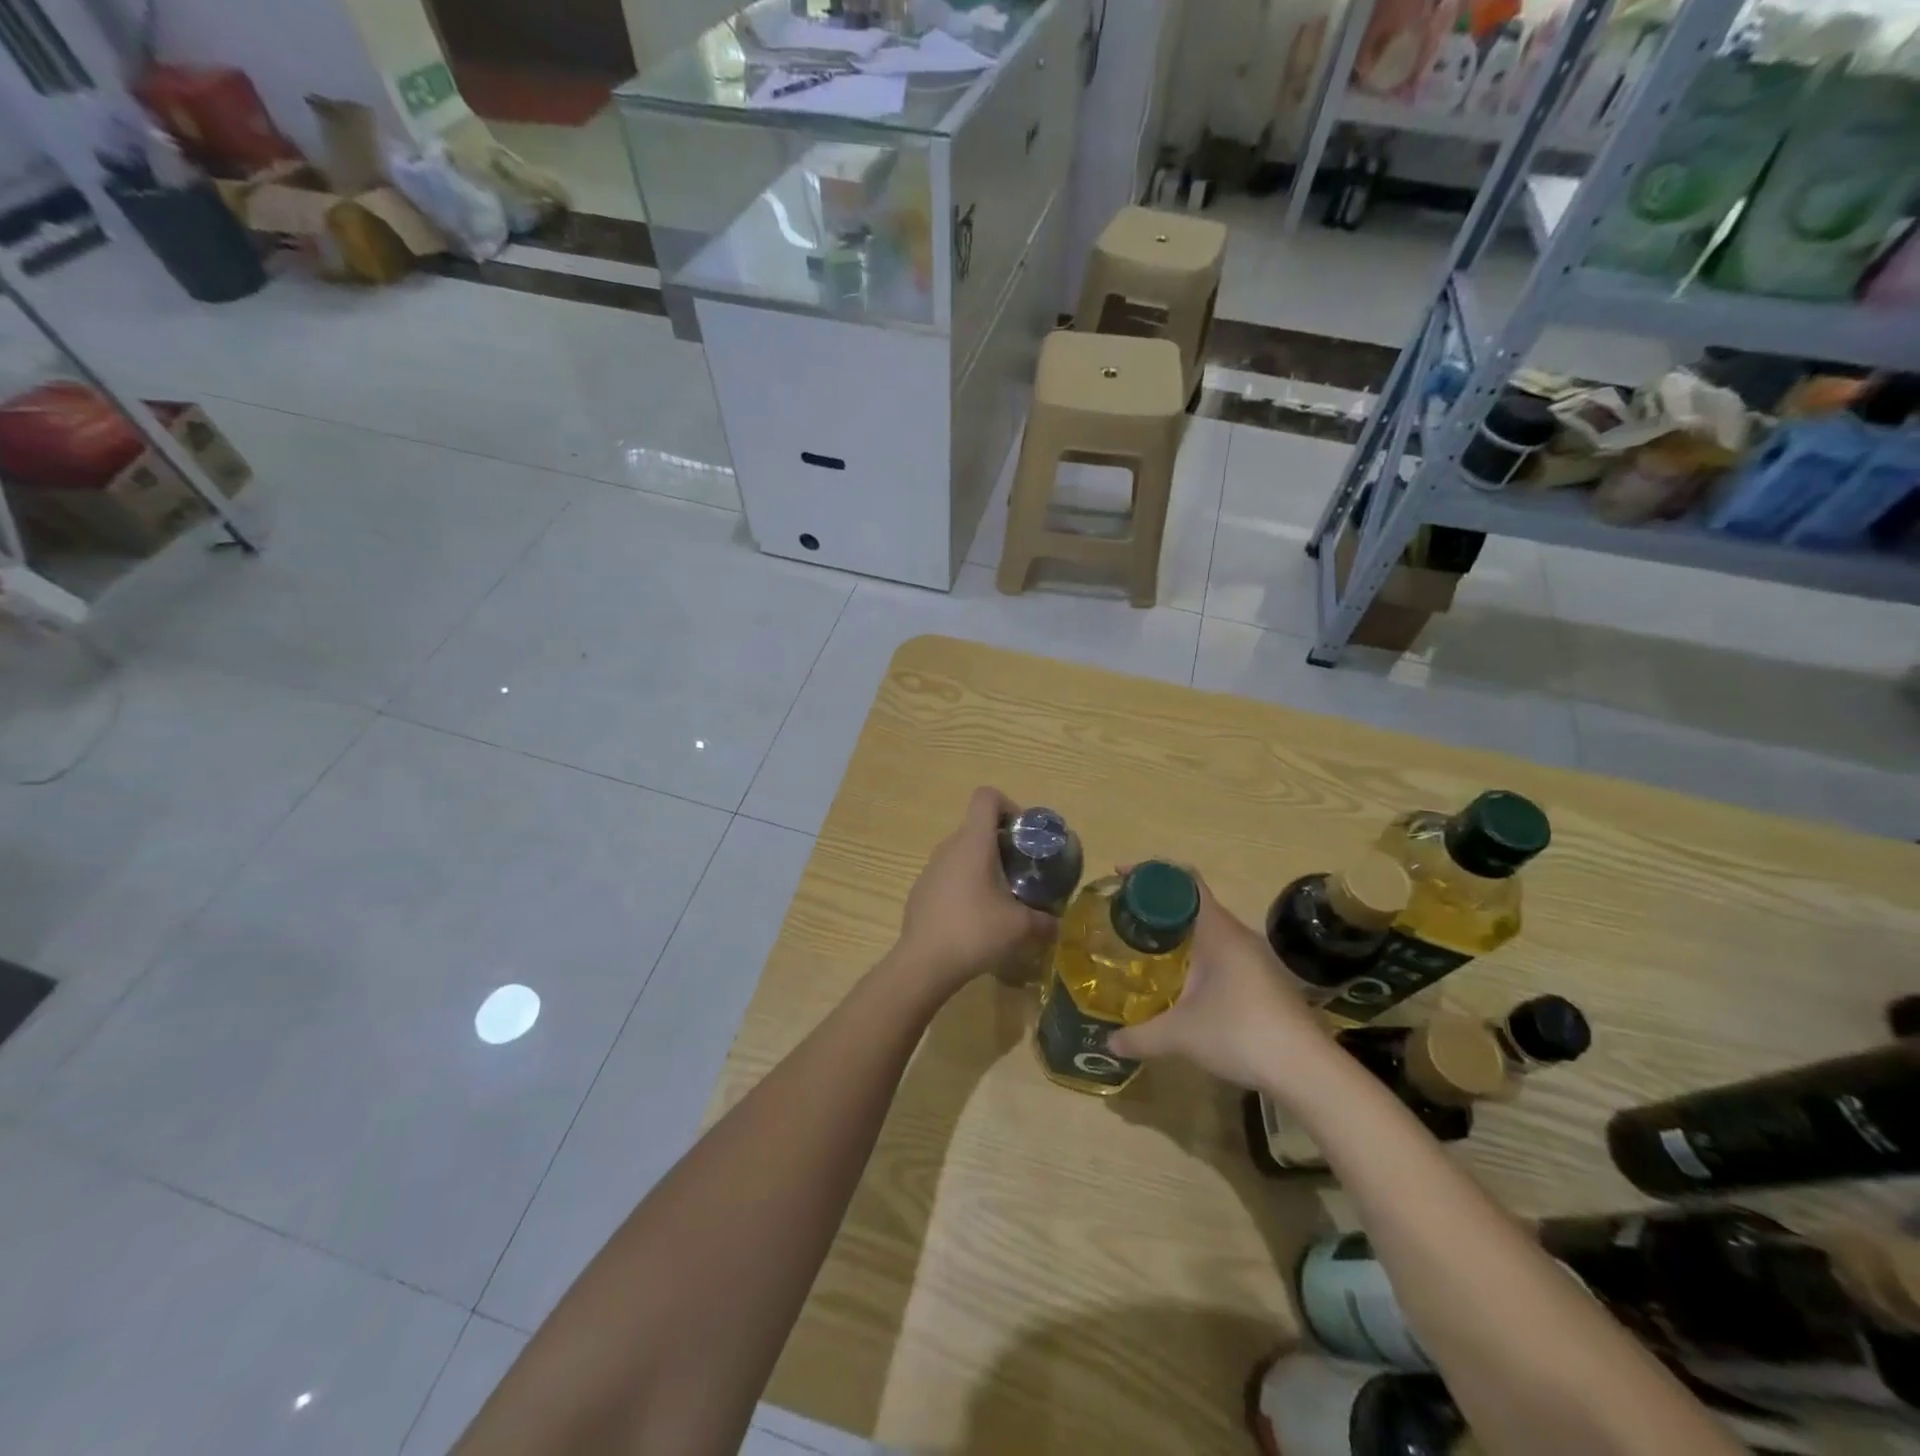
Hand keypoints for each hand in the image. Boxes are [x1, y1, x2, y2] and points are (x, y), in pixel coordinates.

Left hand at [891, 787, 1055, 998]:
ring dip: (982, 867)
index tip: (1022, 835)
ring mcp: (930, 869)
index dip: (1008, 806)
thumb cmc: (975, 931)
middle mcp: (949, 847)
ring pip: (961, 854)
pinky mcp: (920, 890)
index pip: (986, 797)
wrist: (924, 962)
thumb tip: (1057, 924)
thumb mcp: (1020, 927)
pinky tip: (973, 919)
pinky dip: (963, 886)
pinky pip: (947, 876)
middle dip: (1001, 844)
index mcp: (974, 842)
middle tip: (1020, 873)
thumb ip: (1044, 921)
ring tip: (999, 899)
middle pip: (976, 828)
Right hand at [1108, 875, 1327, 1088]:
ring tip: (1146, 949)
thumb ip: (1140, 1036)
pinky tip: (1182, 984)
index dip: (1151, 873)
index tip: (1120, 877)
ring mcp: (1255, 958)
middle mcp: (1237, 935)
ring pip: (1209, 931)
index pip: (1184, 881)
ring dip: (1178, 934)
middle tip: (1125, 919)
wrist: (1307, 1070)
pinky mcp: (1265, 981)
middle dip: (1158, 907)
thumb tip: (1110, 1043)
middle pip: (1193, 904)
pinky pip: (1222, 954)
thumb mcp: (1180, 1036)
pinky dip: (1197, 957)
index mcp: (1217, 930)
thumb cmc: (1240, 1033)